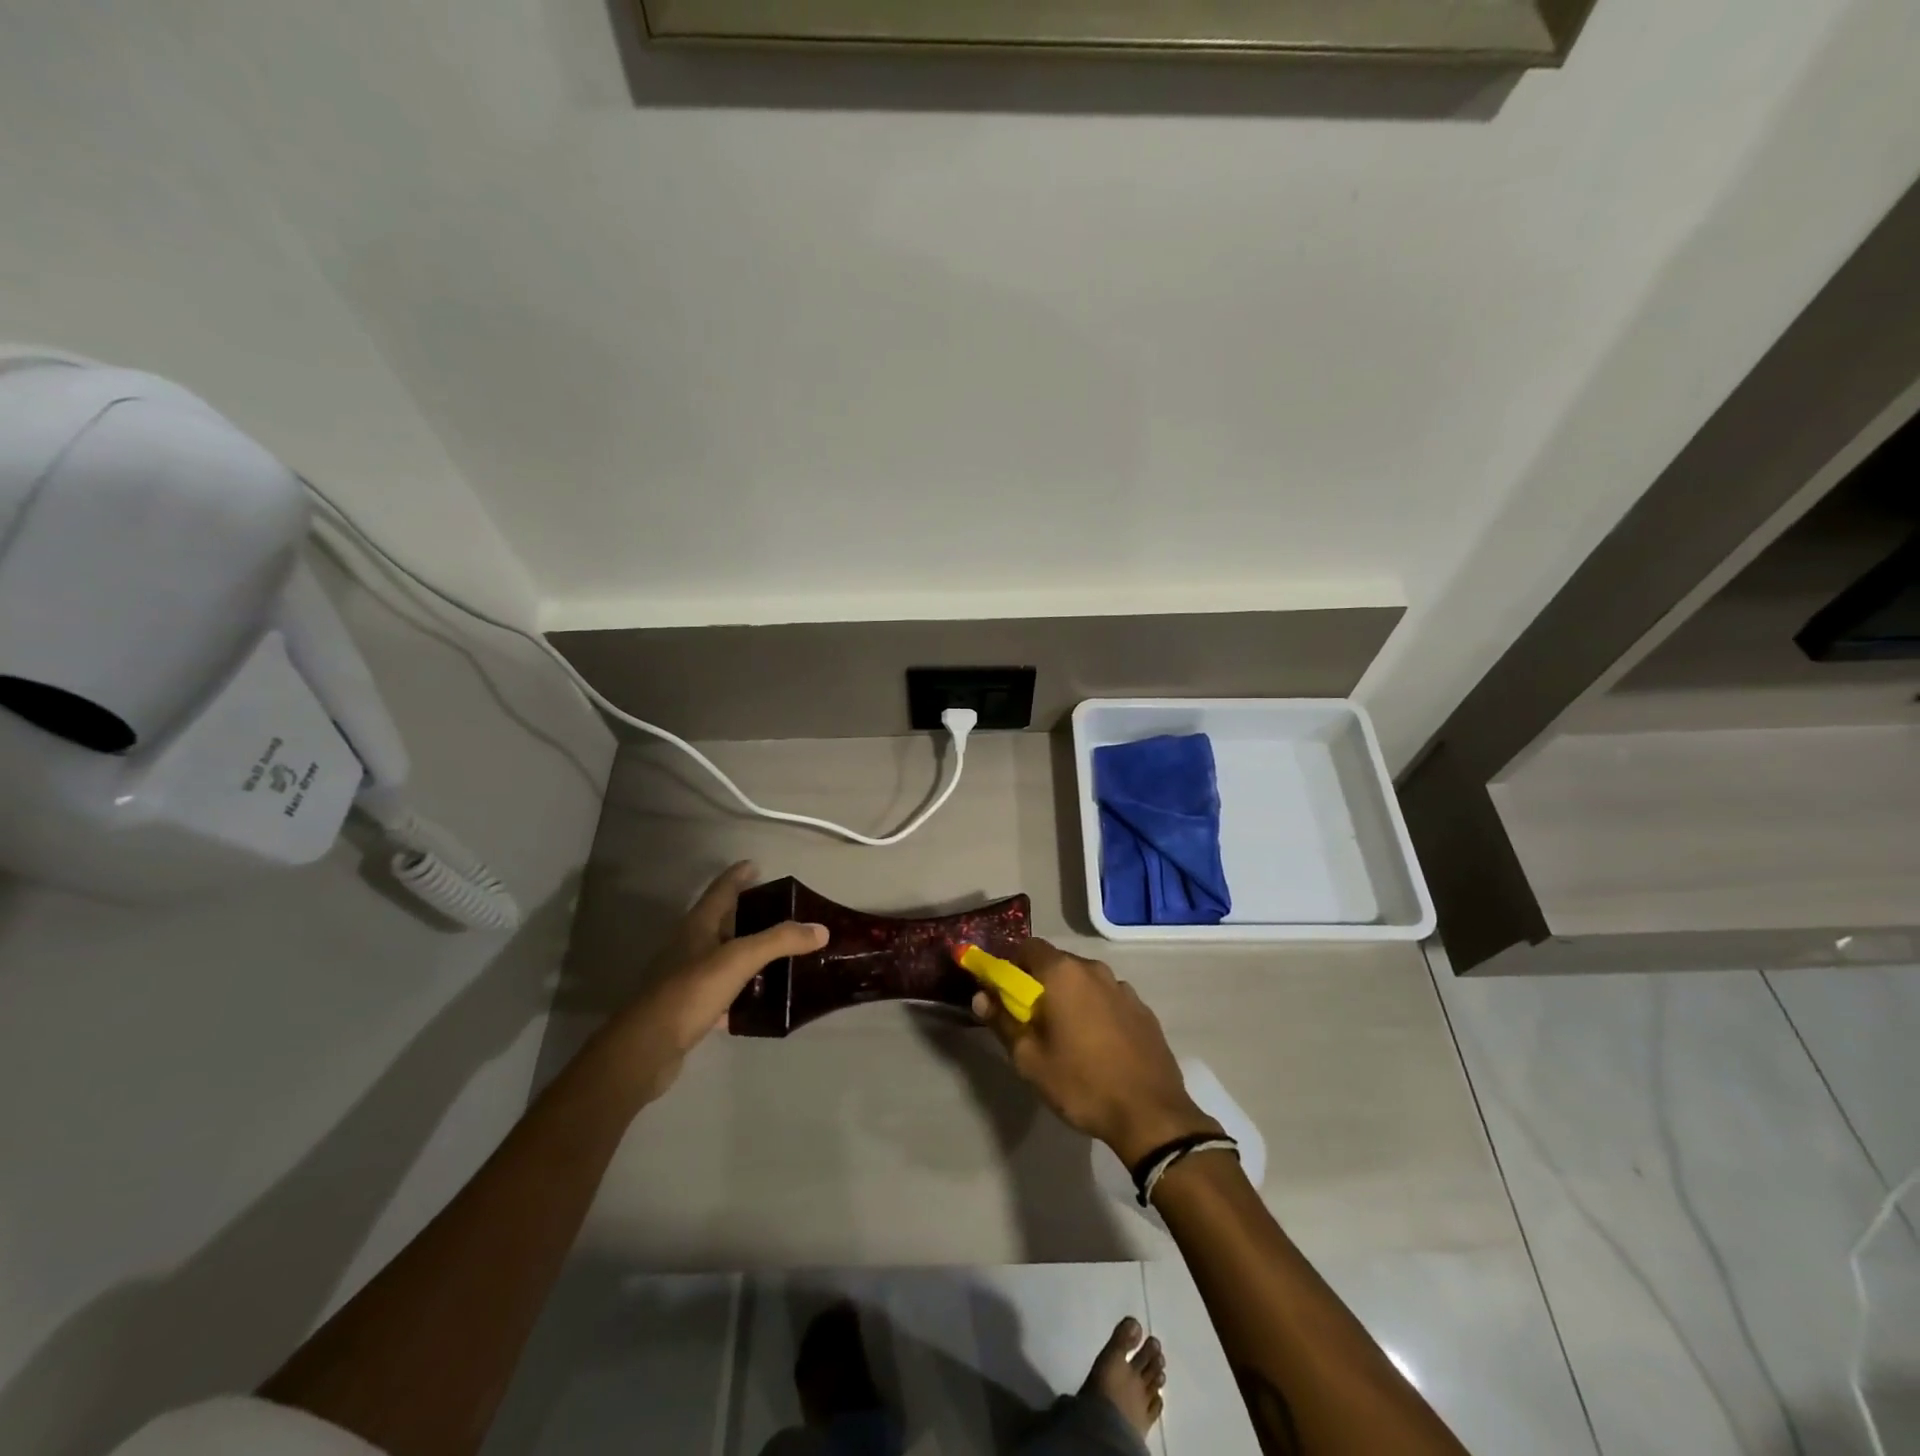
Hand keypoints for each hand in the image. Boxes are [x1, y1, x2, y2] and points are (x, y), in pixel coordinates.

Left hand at [606, 861, 825, 1098]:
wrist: (647, 1048)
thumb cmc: (691, 991)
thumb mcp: (740, 959)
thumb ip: (780, 941)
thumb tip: (821, 929)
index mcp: (698, 925)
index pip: (721, 890)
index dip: (738, 876)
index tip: (756, 865)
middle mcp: (690, 945)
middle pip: (721, 921)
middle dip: (747, 913)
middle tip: (780, 910)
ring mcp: (686, 977)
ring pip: (722, 956)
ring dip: (746, 951)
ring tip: (778, 952)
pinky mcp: (688, 1007)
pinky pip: (721, 990)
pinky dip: (741, 989)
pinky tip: (760, 998)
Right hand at [972, 938, 1219, 1164]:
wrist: (1150, 1114)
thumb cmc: (1081, 1083)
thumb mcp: (1029, 1059)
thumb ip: (1002, 1021)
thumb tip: (980, 995)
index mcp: (1063, 973)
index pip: (1028, 947)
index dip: (1010, 964)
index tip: (1002, 990)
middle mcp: (1094, 969)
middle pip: (1057, 962)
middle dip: (1039, 982)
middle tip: (1030, 1017)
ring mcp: (1122, 988)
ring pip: (1084, 980)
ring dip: (1070, 996)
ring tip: (1066, 1034)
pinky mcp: (1143, 1009)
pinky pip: (1108, 998)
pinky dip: (1095, 1010)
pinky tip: (1097, 1044)